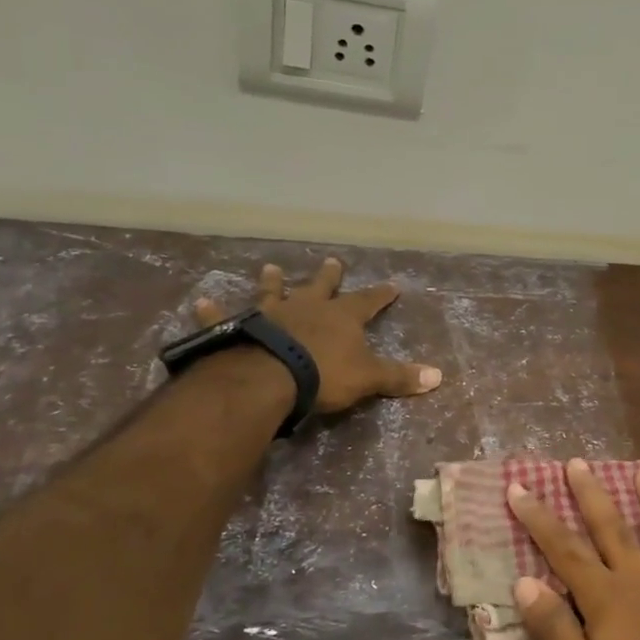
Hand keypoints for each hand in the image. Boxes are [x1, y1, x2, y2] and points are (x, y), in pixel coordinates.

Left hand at [194, 257, 441, 413]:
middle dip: (329, 276)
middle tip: (333, 261)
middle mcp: (307, 307)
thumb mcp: (369, 378)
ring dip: (272, 281)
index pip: (368, 301)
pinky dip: (212, 310)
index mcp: (341, 317)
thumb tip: (439, 376)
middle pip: (321, 287)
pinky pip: (223, 316)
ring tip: (270, 267)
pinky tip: (200, 301)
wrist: (269, 377)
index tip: (393, 284)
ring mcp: (271, 314)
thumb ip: (400, 377)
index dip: (381, 295)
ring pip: (273, 292)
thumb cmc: (324, 375)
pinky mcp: (237, 327)